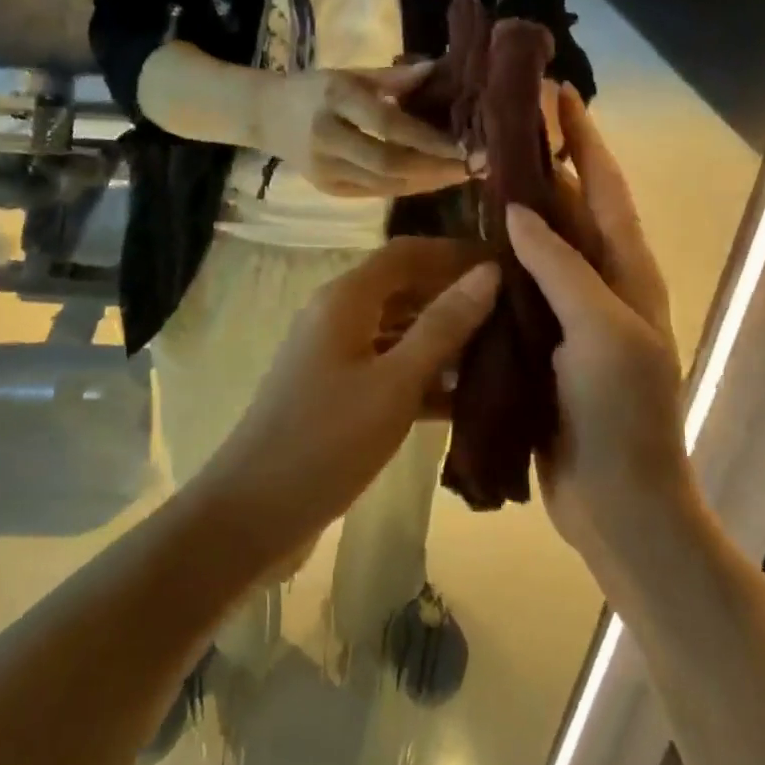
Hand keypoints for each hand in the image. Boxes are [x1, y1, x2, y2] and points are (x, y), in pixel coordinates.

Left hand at [187, 238, 499, 572]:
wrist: (252, 512)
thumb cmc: (327, 440)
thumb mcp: (394, 383)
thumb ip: (443, 326)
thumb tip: (489, 272)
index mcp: (346, 299)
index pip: (407, 252)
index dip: (454, 252)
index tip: (504, 264)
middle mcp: (337, 314)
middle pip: (403, 287)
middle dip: (453, 294)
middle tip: (512, 310)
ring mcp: (335, 354)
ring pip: (398, 329)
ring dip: (443, 336)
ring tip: (501, 349)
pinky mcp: (338, 391)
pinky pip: (388, 366)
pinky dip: (423, 374)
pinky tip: (466, 397)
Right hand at [258, 65, 470, 197]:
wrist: (266, 117)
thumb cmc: (314, 88)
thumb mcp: (351, 73)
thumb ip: (393, 77)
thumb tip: (439, 71)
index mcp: (334, 99)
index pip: (386, 124)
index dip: (428, 139)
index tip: (463, 145)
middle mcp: (328, 138)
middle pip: (389, 163)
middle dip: (435, 169)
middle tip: (472, 168)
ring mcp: (325, 170)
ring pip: (385, 185)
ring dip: (427, 183)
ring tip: (460, 176)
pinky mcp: (328, 190)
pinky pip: (376, 193)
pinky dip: (407, 188)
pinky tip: (431, 181)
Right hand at [507, 87, 693, 568]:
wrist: (619, 504)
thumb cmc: (622, 414)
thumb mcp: (602, 332)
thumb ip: (562, 267)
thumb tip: (518, 209)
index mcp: (629, 272)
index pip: (606, 188)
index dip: (585, 139)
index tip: (559, 94)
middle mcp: (603, 284)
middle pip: (574, 209)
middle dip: (547, 165)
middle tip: (505, 126)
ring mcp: (573, 314)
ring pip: (543, 247)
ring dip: (518, 210)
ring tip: (478, 174)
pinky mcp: (544, 343)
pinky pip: (521, 288)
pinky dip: (499, 261)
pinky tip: (466, 247)